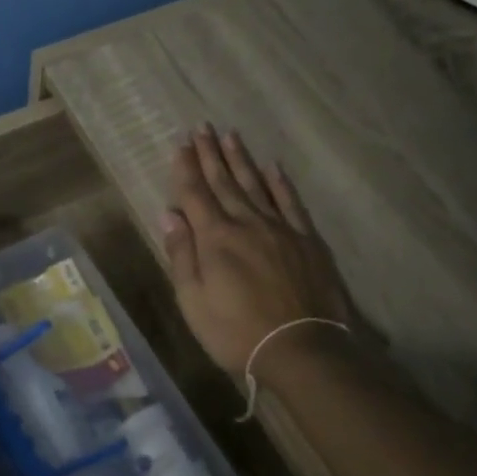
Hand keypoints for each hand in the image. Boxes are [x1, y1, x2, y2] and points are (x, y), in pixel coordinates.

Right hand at [161, 126, 354, 375]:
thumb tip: (170, 214)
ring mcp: (280, 228)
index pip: (195, 194)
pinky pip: (290, 202)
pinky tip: (273, 167)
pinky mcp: (306, 240)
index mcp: (215, 238)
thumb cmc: (236, 332)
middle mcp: (246, 223)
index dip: (185, 168)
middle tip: (202, 127)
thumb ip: (182, 255)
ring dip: (241, 159)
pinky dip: (280, 183)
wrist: (300, 348)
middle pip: (224, 182)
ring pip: (256, 185)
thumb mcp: (194, 301)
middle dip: (210, 154)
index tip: (179, 144)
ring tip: (230, 136)